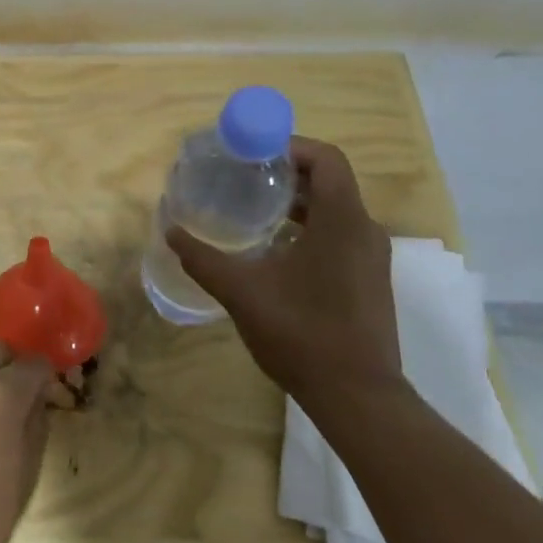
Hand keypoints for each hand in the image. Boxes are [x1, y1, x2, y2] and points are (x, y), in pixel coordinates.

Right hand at [166, 136, 403, 414]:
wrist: (358, 396)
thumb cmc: (301, 333)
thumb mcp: (241, 292)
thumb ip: (202, 258)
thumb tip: (170, 230)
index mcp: (342, 221)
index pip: (326, 158)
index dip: (289, 146)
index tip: (252, 154)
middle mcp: (364, 230)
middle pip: (329, 180)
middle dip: (285, 173)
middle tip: (242, 178)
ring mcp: (372, 256)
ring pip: (335, 208)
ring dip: (296, 202)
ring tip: (252, 210)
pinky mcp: (370, 278)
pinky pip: (340, 233)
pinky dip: (309, 227)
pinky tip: (274, 249)